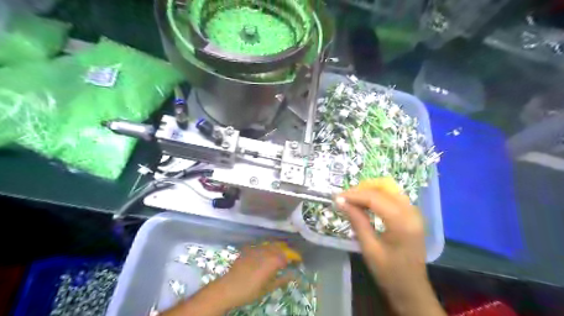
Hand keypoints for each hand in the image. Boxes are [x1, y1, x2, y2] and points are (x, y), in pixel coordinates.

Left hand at [161, 244, 295, 315]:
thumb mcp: (268, 288)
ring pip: (270, 244)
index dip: (295, 256)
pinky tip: (267, 253)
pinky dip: (267, 248)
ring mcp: (256, 249)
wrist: (228, 287)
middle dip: (287, 251)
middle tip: (291, 257)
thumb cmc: (249, 290)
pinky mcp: (248, 250)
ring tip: (280, 254)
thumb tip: (294, 275)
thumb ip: (282, 279)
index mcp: (272, 261)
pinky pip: (261, 245)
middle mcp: (266, 251)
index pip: (288, 255)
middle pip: (280, 247)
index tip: (299, 260)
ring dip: (278, 248)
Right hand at [334, 185, 445, 315]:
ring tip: (351, 200)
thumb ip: (357, 221)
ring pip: (388, 189)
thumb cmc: (390, 273)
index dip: (354, 195)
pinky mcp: (411, 214)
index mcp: (402, 222)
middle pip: (383, 187)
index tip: (336, 197)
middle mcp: (411, 211)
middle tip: (344, 199)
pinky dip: (376, 196)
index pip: (375, 197)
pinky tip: (365, 204)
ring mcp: (413, 212)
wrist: (412, 290)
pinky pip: (392, 196)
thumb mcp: (370, 248)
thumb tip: (340, 202)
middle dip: (361, 190)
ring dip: (368, 191)